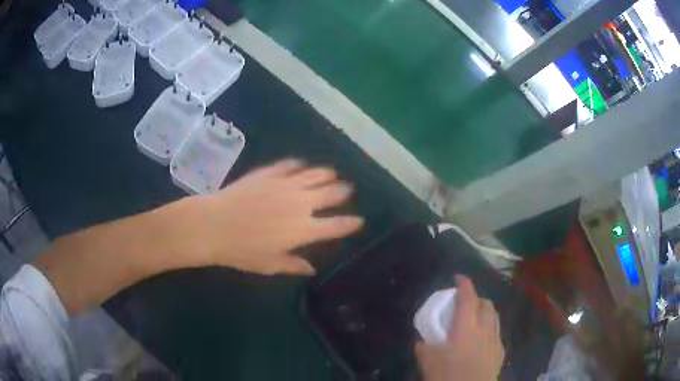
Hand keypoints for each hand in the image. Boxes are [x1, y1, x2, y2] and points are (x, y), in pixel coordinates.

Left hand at [191, 159, 363, 275]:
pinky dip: (298, 165)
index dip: (349, 224)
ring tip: (332, 172)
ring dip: (326, 174)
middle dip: (342, 191)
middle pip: (329, 194)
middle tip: (348, 188)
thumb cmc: (242, 251)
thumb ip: (293, 265)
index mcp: (303, 229)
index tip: (359, 221)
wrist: (214, 225)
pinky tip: (301, 164)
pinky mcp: (268, 174)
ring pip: (313, 175)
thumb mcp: (270, 264)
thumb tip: (311, 269)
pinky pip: (289, 166)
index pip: (335, 226)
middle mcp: (300, 204)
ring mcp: (284, 185)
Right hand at [415, 276, 504, 380]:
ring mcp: (495, 340)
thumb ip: (425, 350)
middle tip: (464, 303)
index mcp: (466, 330)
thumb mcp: (429, 365)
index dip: (464, 285)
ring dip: (485, 310)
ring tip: (474, 317)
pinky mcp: (500, 351)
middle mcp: (484, 330)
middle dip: (476, 298)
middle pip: (486, 304)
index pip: (468, 299)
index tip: (458, 277)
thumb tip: (422, 342)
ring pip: (495, 316)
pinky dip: (490, 326)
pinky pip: (497, 331)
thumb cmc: (449, 377)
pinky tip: (482, 337)